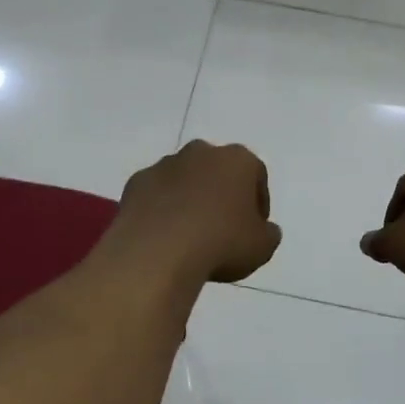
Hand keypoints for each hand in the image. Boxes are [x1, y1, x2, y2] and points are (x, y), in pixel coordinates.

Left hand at [113, 141, 281, 283]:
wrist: (158, 251)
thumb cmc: (221, 243)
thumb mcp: (262, 247)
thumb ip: (268, 233)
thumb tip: (264, 229)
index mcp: (237, 160)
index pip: (256, 174)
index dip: (258, 202)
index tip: (255, 227)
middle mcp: (201, 152)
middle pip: (218, 171)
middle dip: (221, 193)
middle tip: (223, 227)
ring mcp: (164, 164)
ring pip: (185, 179)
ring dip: (190, 199)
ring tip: (191, 234)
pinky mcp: (136, 182)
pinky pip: (156, 194)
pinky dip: (162, 209)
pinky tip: (164, 236)